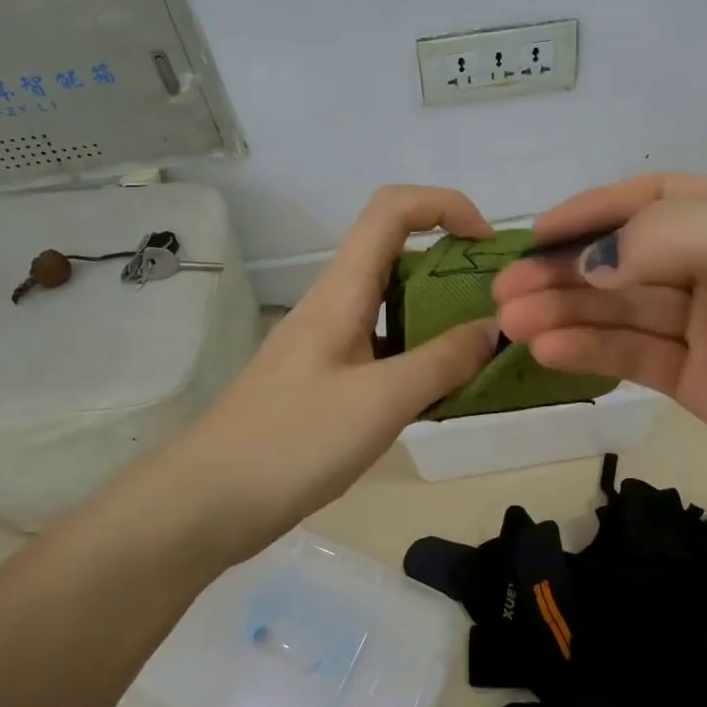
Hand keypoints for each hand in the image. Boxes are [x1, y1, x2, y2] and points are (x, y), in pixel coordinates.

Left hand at [173, 185, 499, 532]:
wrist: (208, 501)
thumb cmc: (294, 441)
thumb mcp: (381, 401)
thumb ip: (443, 361)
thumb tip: (494, 328)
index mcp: (342, 290)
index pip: (393, 209)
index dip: (445, 205)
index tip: (488, 245)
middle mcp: (334, 304)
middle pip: (397, 253)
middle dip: (453, 264)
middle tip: (498, 306)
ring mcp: (327, 343)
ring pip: (392, 304)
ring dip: (440, 313)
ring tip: (482, 349)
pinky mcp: (325, 379)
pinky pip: (383, 347)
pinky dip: (419, 354)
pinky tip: (442, 391)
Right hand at [492, 173, 706, 531]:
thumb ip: (679, 234)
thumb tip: (591, 260)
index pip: (648, 199)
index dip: (589, 212)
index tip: (533, 233)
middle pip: (623, 259)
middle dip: (563, 271)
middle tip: (505, 291)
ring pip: (620, 310)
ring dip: (566, 313)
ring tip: (512, 324)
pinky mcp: (701, 383)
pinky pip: (634, 358)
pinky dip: (590, 352)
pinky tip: (551, 353)